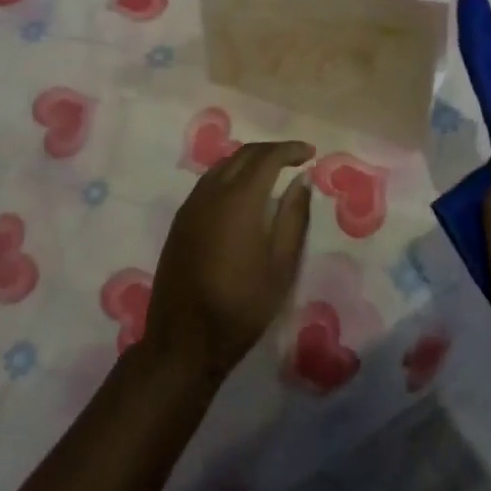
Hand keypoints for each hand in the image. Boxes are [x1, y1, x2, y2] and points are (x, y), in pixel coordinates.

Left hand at [143, 141, 314, 384]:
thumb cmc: (241, 306)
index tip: (311, 153)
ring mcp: (191, 205)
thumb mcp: (280, 266)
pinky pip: (208, 182)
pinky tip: (242, 191)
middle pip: (243, 154)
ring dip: (249, 160)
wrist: (184, 340)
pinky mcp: (180, 220)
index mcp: (239, 200)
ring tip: (272, 171)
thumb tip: (302, 180)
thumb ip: (293, 217)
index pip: (267, 158)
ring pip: (222, 165)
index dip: (290, 150)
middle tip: (295, 159)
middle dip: (271, 151)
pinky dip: (230, 174)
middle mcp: (211, 193)